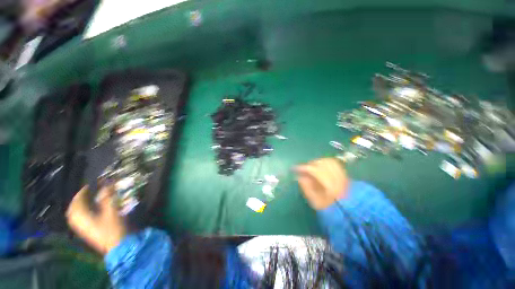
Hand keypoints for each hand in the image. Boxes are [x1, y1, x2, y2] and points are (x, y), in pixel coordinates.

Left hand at [66, 185, 126, 254]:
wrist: (117, 245)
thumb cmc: (113, 227)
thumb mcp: (112, 210)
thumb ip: (107, 197)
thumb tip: (107, 184)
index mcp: (81, 216)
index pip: (77, 202)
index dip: (82, 192)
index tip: (89, 185)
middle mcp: (78, 222)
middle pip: (73, 209)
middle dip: (79, 200)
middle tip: (87, 192)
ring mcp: (82, 228)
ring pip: (76, 215)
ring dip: (80, 206)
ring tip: (88, 200)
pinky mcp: (87, 232)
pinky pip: (80, 219)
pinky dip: (83, 212)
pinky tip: (90, 211)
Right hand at [296, 158, 349, 209]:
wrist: (349, 213)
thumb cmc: (330, 209)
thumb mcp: (315, 202)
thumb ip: (307, 188)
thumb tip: (298, 176)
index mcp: (330, 186)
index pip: (315, 170)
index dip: (303, 168)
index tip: (295, 168)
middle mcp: (337, 177)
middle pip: (322, 163)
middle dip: (310, 164)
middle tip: (303, 169)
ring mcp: (342, 174)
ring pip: (328, 161)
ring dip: (317, 162)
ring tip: (311, 168)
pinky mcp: (344, 174)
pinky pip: (334, 163)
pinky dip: (325, 162)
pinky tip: (320, 167)